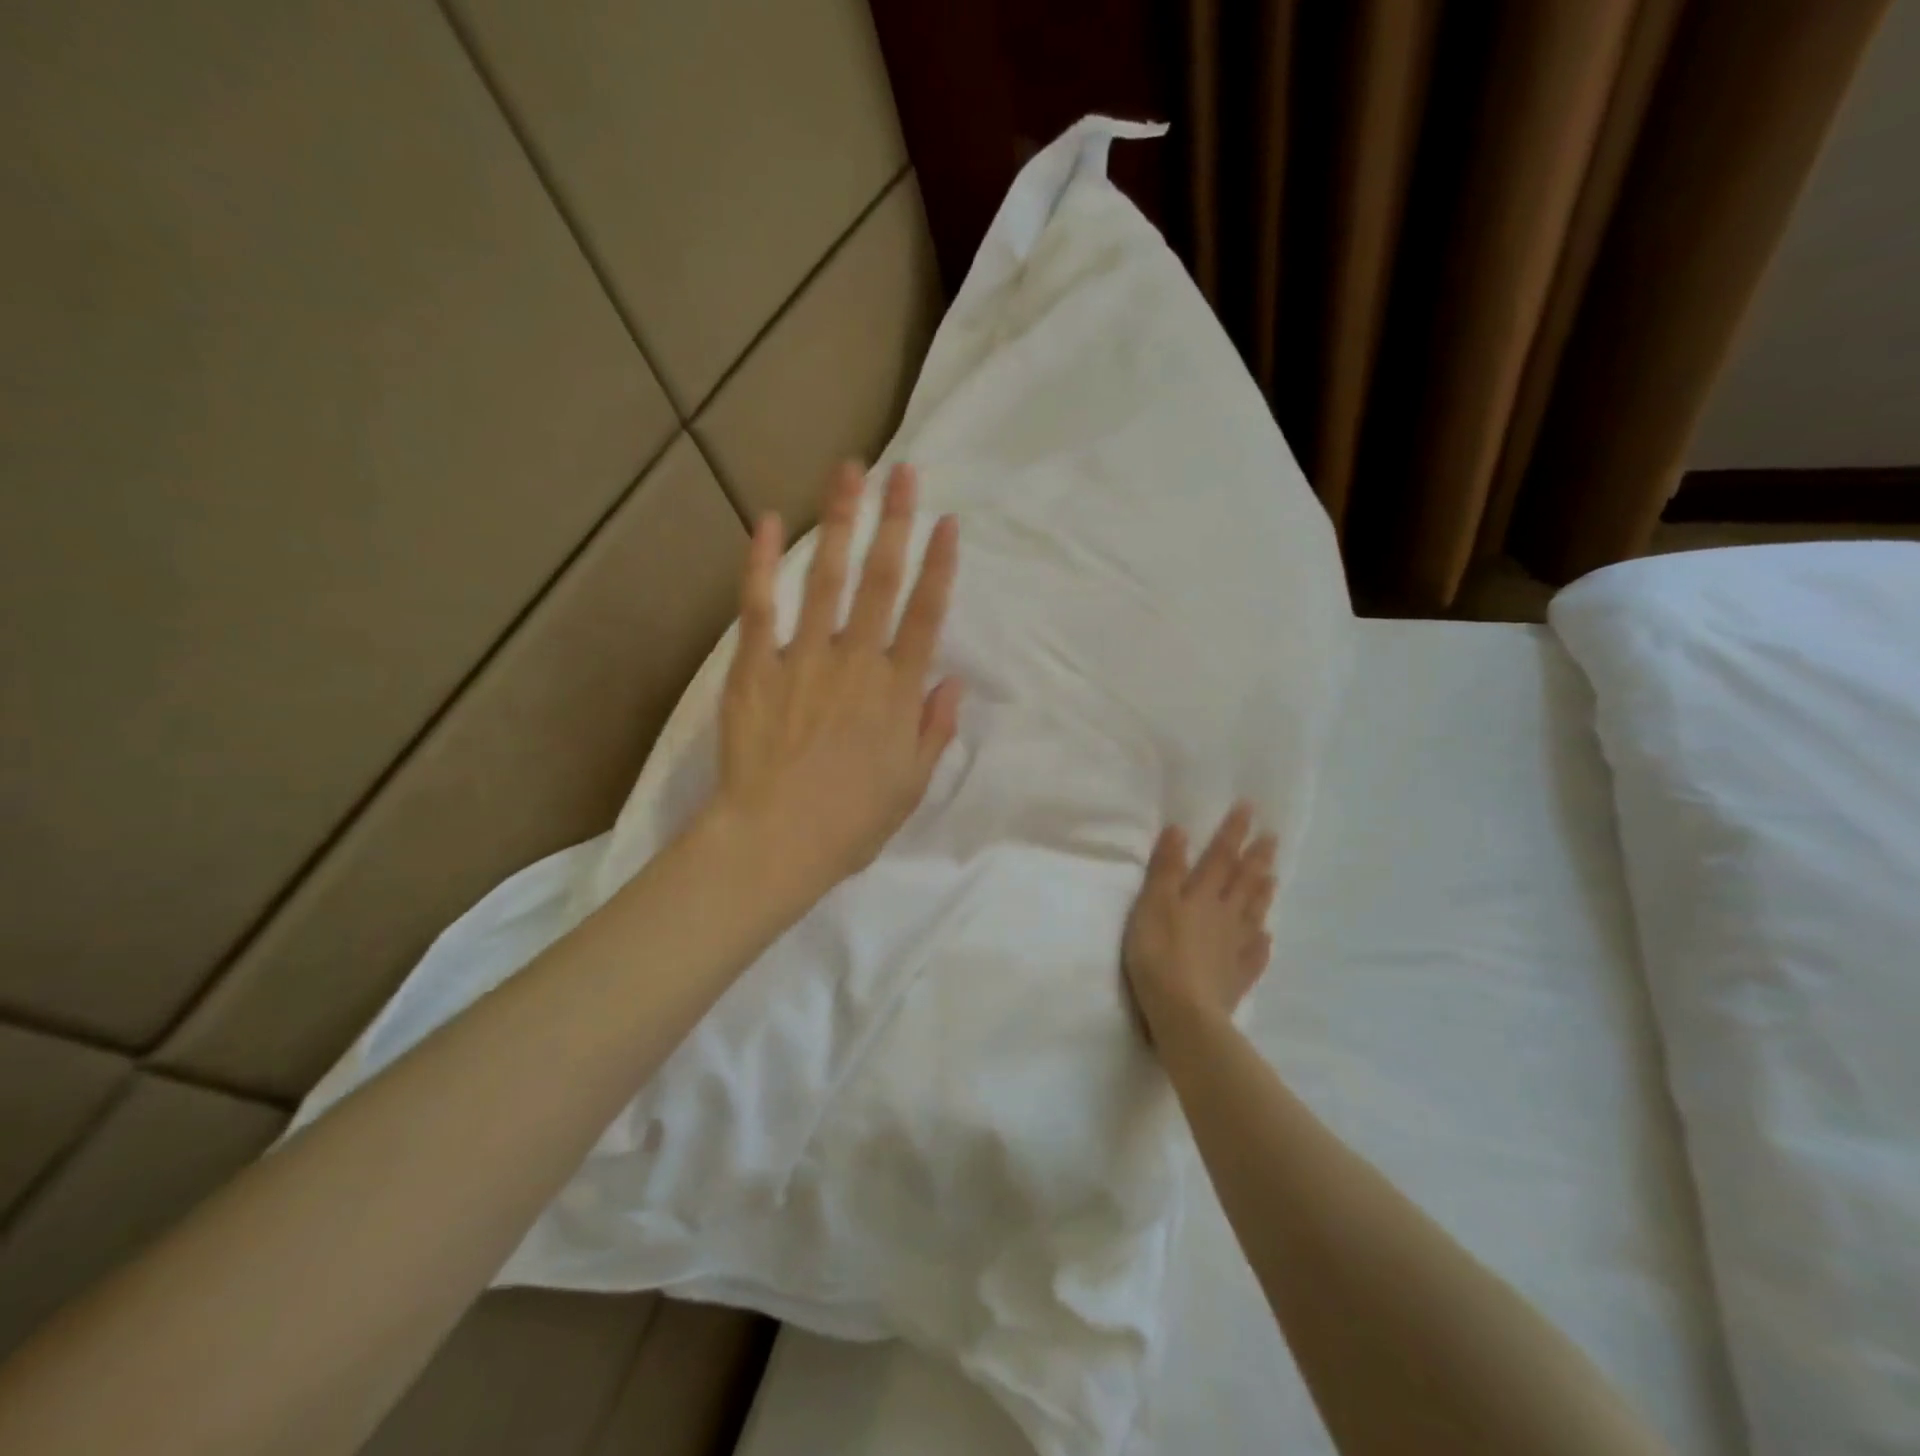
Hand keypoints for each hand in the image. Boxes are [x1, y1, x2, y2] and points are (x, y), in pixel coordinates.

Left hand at [708, 461, 960, 914]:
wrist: (774, 842)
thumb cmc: (850, 822)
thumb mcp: (911, 785)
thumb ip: (934, 729)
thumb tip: (952, 682)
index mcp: (897, 693)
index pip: (925, 615)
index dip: (939, 567)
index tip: (947, 523)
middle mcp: (856, 662)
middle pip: (881, 581)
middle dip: (896, 522)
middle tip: (904, 472)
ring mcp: (803, 659)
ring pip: (827, 579)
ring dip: (841, 522)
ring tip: (850, 473)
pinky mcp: (755, 666)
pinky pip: (760, 606)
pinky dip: (762, 562)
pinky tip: (765, 521)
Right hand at [1123, 804, 1277, 1044]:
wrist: (1184, 1012)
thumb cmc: (1159, 954)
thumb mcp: (1152, 904)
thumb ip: (1167, 868)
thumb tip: (1181, 830)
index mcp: (1202, 895)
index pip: (1220, 857)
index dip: (1233, 832)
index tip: (1249, 808)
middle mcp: (1224, 916)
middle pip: (1244, 882)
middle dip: (1256, 858)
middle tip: (1273, 837)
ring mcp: (1234, 948)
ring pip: (1253, 914)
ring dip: (1263, 893)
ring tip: (1274, 876)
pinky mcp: (1236, 977)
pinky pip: (1255, 955)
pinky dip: (1262, 942)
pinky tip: (1267, 937)